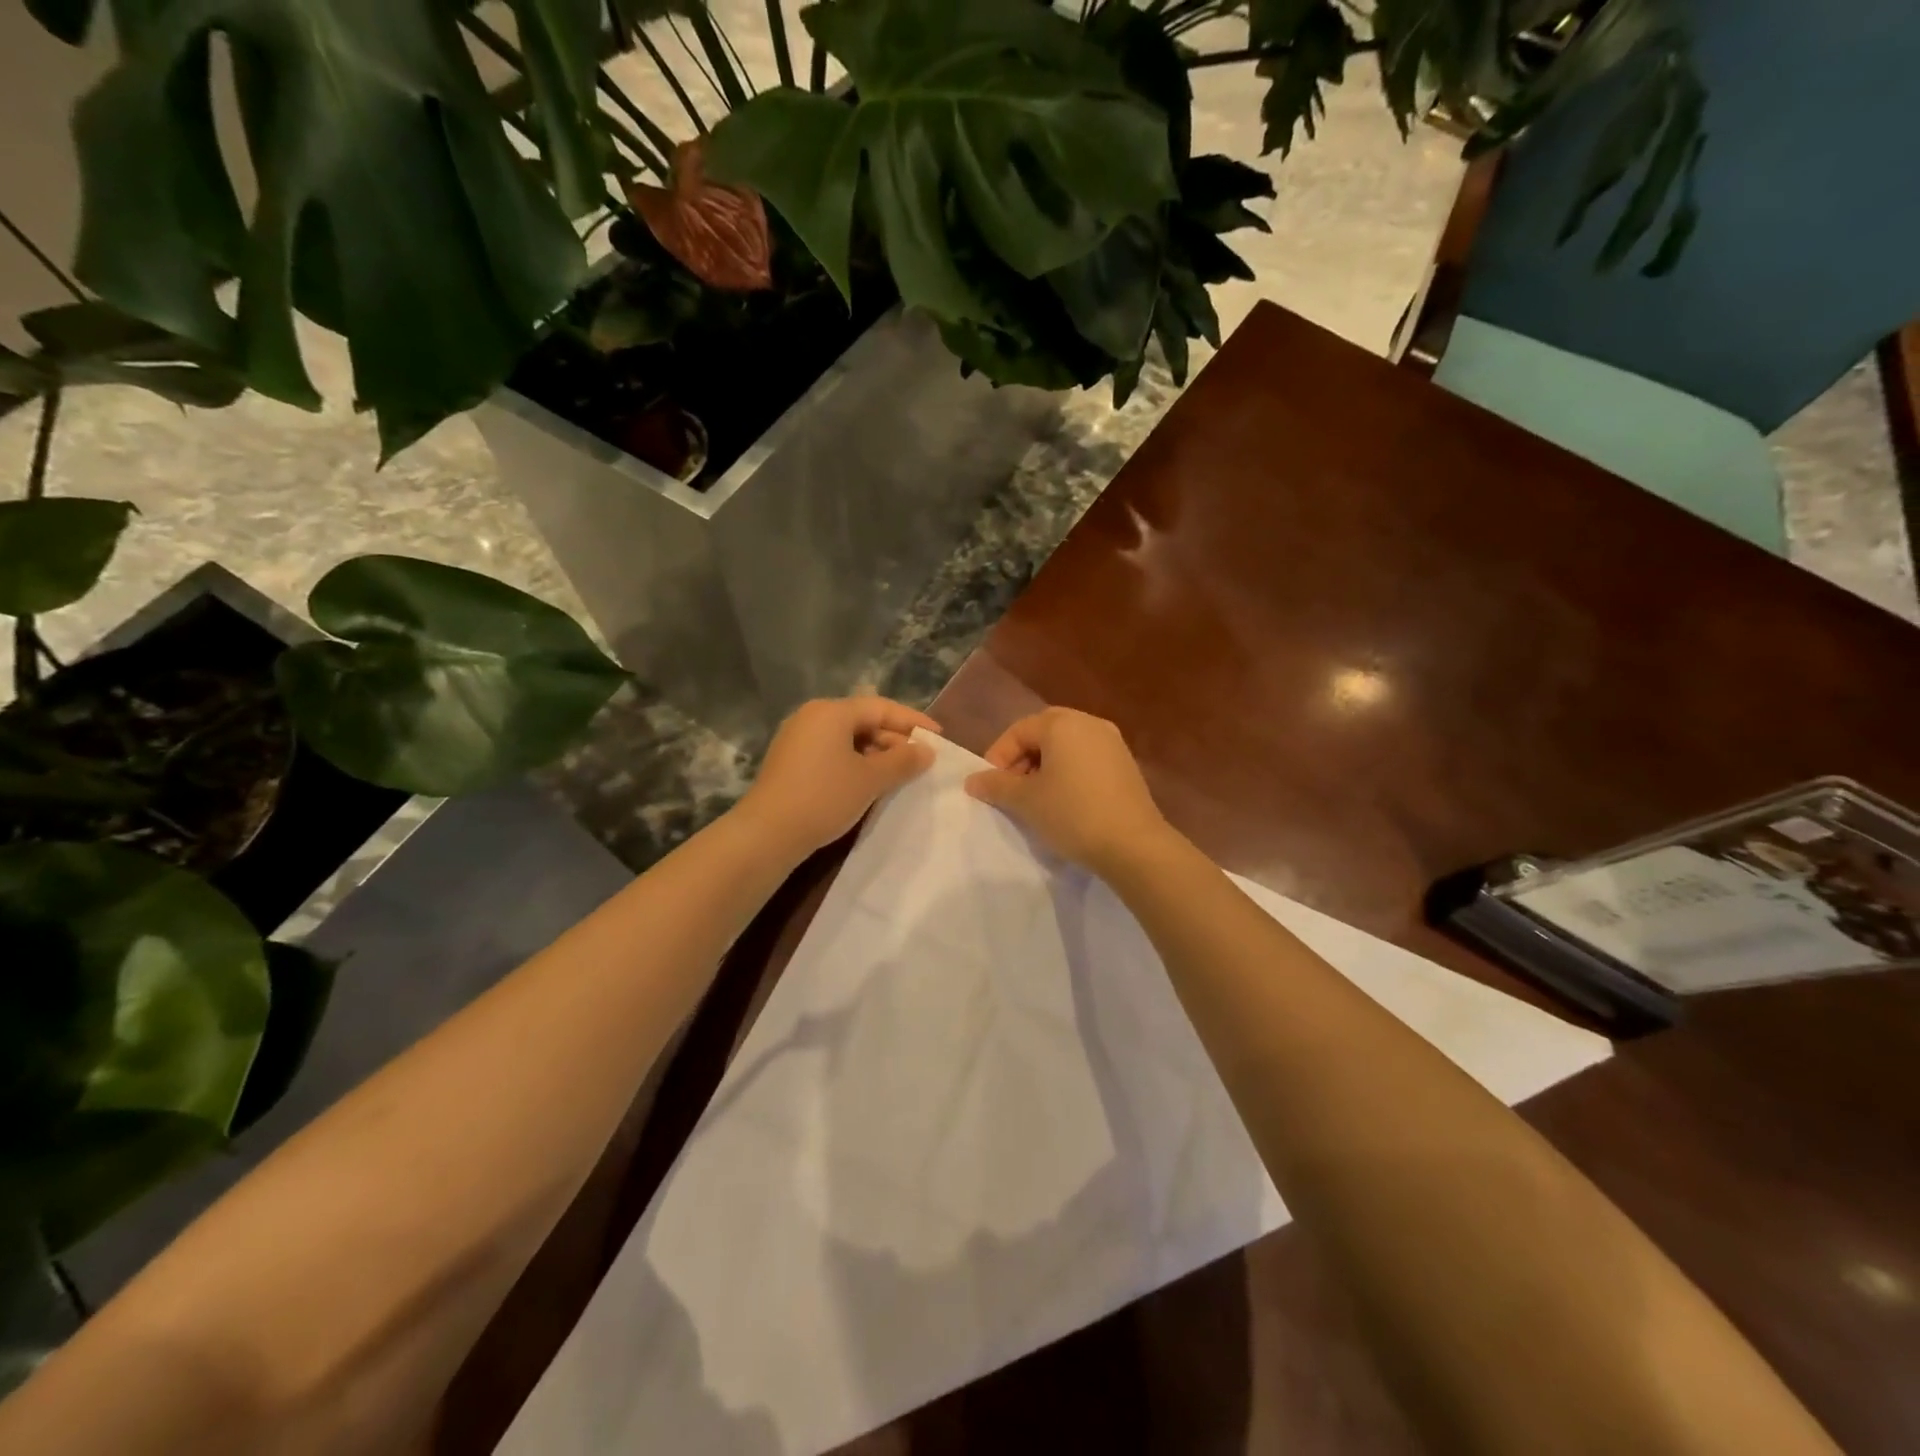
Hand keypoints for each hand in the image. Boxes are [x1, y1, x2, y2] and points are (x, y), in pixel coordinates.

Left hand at [734, 695, 939, 860]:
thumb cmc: (824, 797)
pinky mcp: (790, 761)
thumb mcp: (871, 779)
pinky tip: (868, 784)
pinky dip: (854, 763)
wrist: (767, 833)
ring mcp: (797, 738)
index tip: (938, 737)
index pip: (881, 707)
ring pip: (847, 738)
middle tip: (919, 762)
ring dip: (876, 754)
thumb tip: (926, 750)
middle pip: (863, 720)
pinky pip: (832, 752)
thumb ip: (903, 761)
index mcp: (831, 711)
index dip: (913, 721)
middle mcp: (812, 717)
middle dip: (894, 740)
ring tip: (897, 776)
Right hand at [965, 707, 1173, 874]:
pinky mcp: (1126, 765)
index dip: (998, 757)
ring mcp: (1112, 743)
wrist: (1133, 845)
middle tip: (1011, 790)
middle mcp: (1089, 723)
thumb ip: (996, 786)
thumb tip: (972, 781)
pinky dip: (1069, 773)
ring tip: (1035, 799)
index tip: (991, 786)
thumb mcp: (1026, 801)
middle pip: (1044, 733)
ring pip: (1066, 747)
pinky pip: (1087, 759)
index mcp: (1063, 724)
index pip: (1019, 730)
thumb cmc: (1072, 813)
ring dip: (1045, 767)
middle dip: (1022, 760)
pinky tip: (1064, 802)